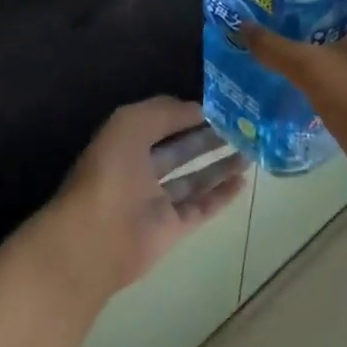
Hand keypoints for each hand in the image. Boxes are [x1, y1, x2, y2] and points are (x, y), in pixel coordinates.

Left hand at [43, 96, 248, 301]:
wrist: (97, 240)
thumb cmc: (111, 174)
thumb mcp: (131, 124)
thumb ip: (165, 112)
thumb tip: (200, 109)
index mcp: (125, 144)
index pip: (161, 123)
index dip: (187, 113)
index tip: (221, 106)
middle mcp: (140, 171)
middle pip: (180, 150)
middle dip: (208, 137)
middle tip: (243, 127)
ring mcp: (157, 202)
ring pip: (194, 178)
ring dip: (220, 164)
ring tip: (250, 150)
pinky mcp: (172, 228)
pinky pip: (202, 207)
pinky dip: (222, 195)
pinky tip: (243, 181)